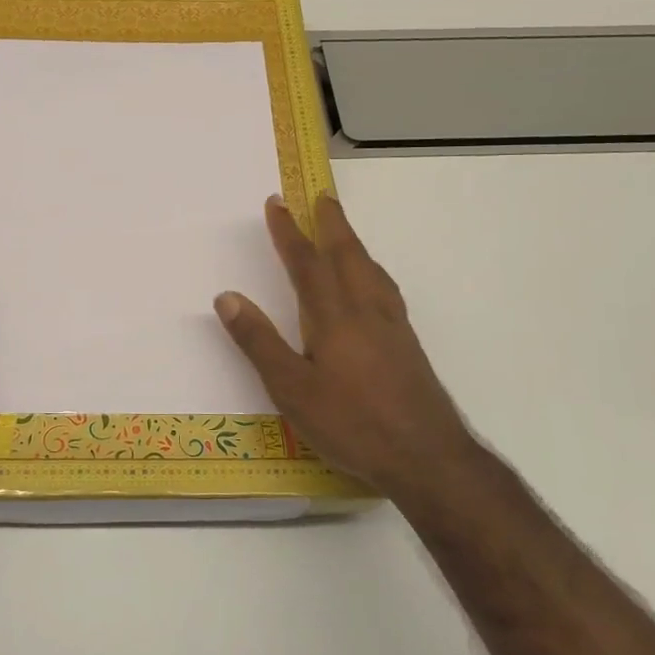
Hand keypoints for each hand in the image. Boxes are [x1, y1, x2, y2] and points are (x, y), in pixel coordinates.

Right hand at [215, 194, 472, 495]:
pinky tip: (373, 286)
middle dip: (331, 223)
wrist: (427, 458)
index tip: (277, 202)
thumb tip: (227, 296)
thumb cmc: (352, 424)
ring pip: (371, 271)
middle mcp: (365, 311)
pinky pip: (386, 290)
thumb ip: (258, 342)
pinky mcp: (408, 345)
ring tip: (344, 232)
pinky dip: (372, 271)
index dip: (289, 232)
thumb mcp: (291, 389)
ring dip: (354, 244)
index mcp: (333, 317)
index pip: (306, 263)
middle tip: (322, 196)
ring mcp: (392, 327)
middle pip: (347, 255)